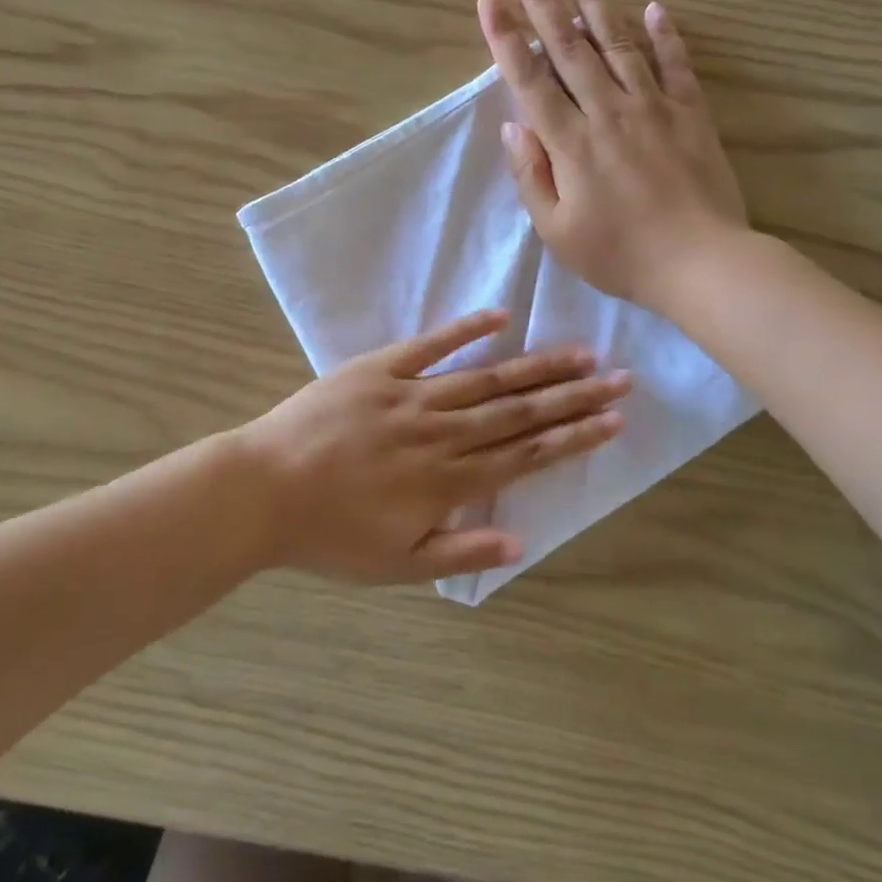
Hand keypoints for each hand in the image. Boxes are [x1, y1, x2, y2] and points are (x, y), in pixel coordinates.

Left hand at [239, 309, 630, 582]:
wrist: (263, 490)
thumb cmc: (329, 535)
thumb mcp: (396, 565)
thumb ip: (461, 554)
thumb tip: (523, 542)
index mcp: (447, 481)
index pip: (525, 455)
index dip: (573, 437)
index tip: (613, 420)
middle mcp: (440, 433)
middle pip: (518, 412)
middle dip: (573, 396)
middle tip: (619, 377)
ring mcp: (409, 396)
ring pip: (485, 379)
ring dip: (536, 365)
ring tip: (580, 352)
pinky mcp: (377, 370)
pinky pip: (429, 346)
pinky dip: (465, 331)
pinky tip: (500, 316)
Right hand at [478, 0, 747, 306]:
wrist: (701, 263)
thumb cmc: (620, 256)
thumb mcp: (557, 232)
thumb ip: (531, 176)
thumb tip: (512, 127)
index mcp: (570, 144)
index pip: (529, 80)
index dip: (505, 38)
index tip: (489, 0)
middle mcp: (607, 112)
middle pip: (569, 48)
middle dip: (542, 2)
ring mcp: (653, 108)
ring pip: (617, 43)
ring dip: (594, 0)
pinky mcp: (690, 114)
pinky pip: (675, 65)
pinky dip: (665, 35)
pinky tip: (654, 7)